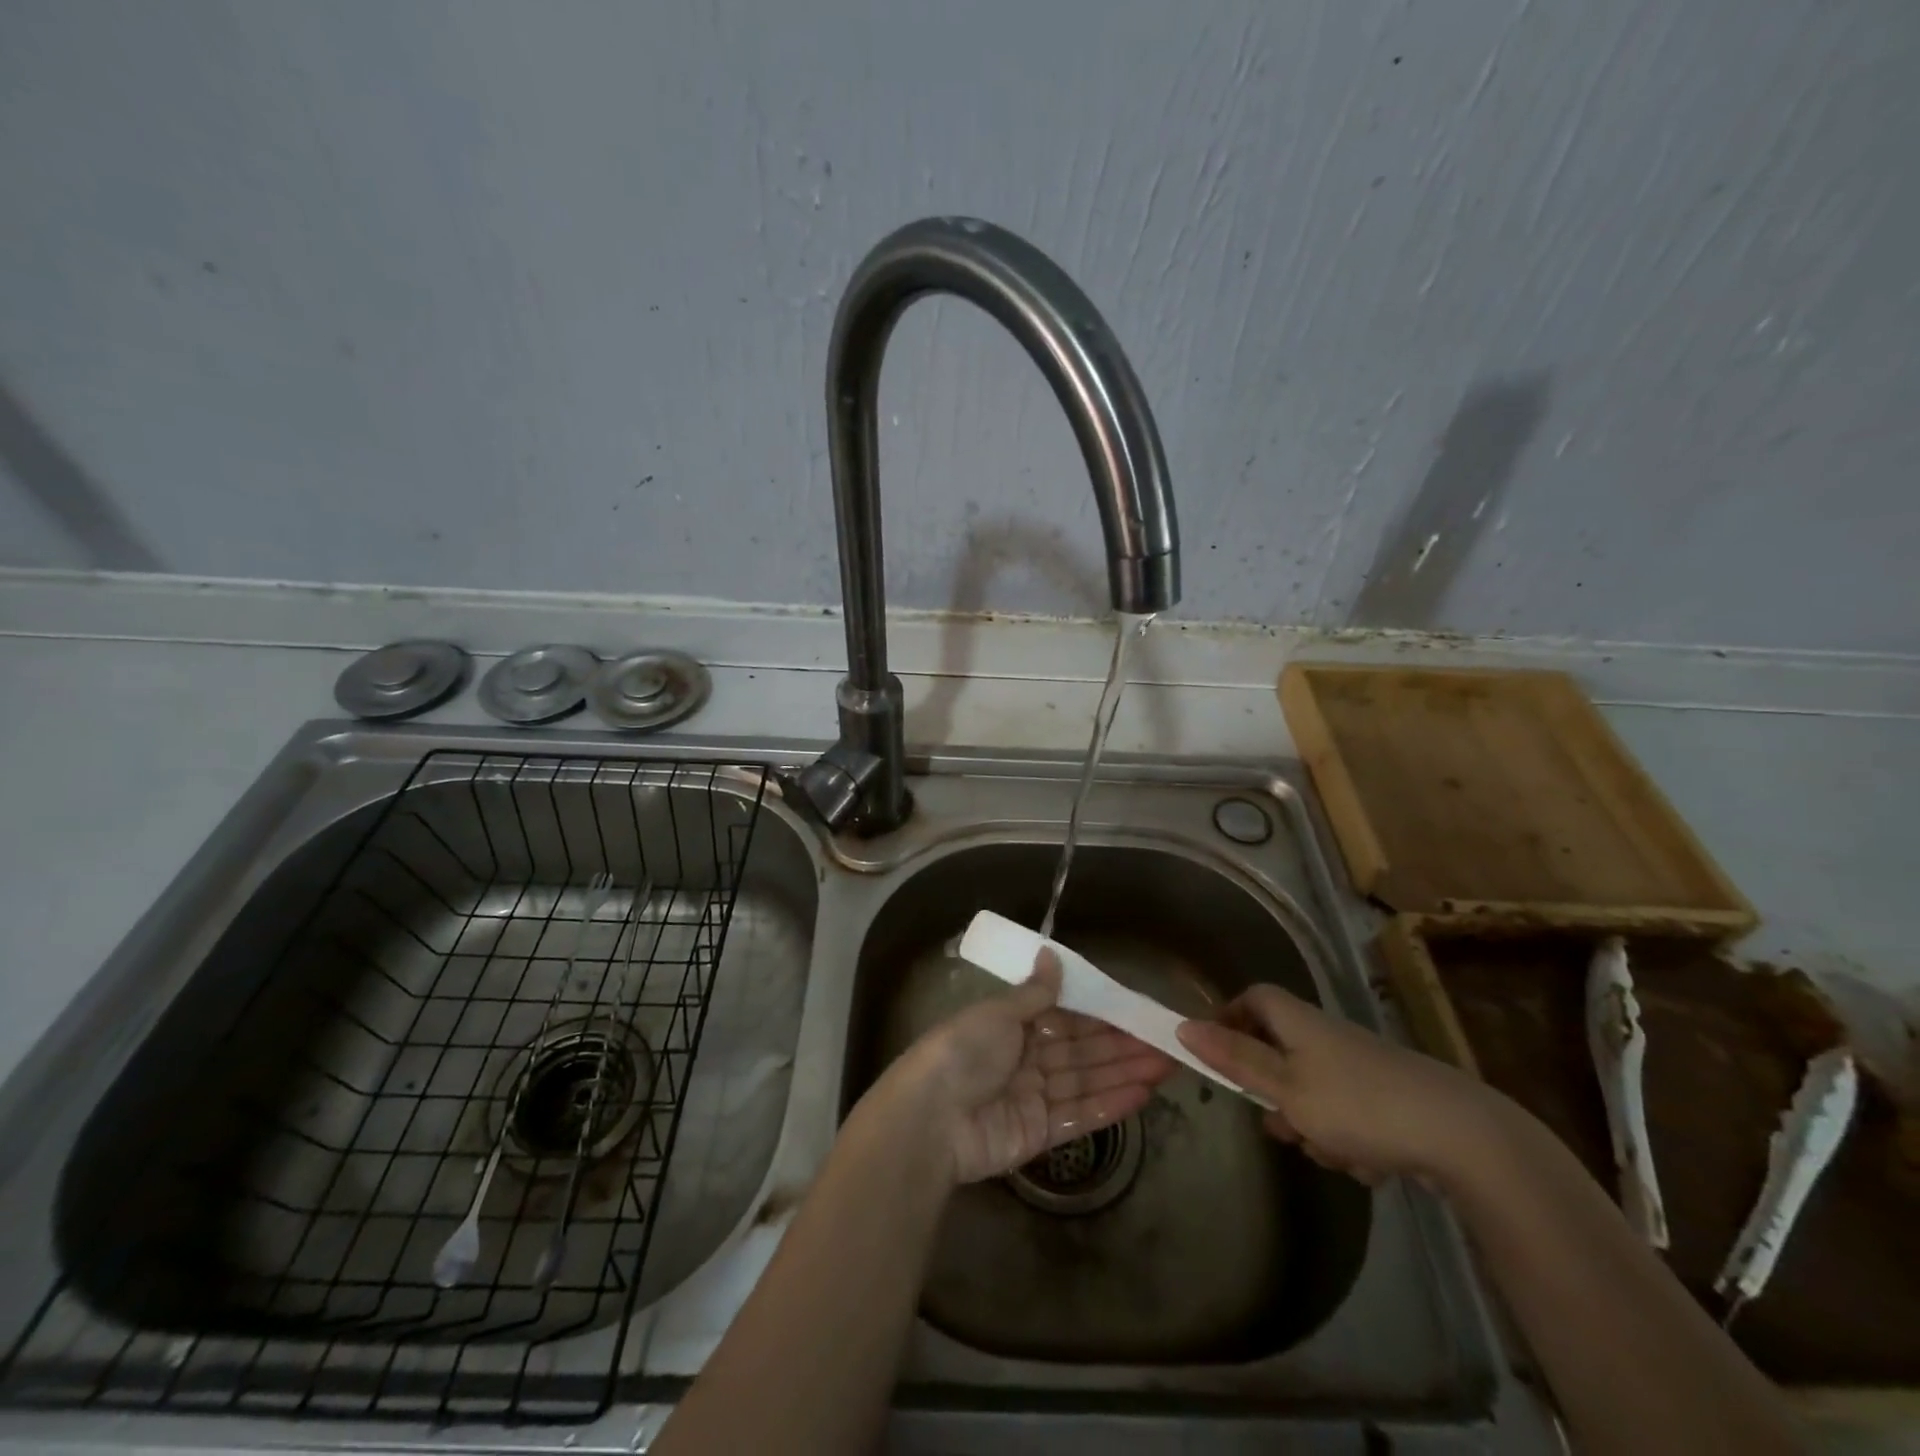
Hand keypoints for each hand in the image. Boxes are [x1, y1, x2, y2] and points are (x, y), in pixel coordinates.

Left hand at [878, 948, 1176, 1184]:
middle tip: (1166, 1041)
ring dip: (1125, 1072)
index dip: (1101, 1014)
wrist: (930, 1119)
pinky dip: (1110, 1104)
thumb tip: (1051, 954)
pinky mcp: (1039, 1134)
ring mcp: (1033, 1098)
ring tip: (1167, 1064)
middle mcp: (1025, 1058)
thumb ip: (1033, 992)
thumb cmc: (963, 1051)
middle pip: (1081, 1050)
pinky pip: (1080, 1115)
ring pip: (1087, 1081)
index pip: (1066, 1016)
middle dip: (1122, 1045)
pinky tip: (1142, 1094)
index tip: (1136, 1010)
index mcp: (1012, 1025)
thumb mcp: (997, 1013)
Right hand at [1178, 984, 1499, 1186]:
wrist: (1464, 1138)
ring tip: (1336, 1153)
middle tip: (1281, 1123)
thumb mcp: (1285, 1086)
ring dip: (1314, 1127)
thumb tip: (1183, 1025)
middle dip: (1275, 1095)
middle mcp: (1327, 1036)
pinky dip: (1351, 1140)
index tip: (1220, 1058)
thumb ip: (1234, 1058)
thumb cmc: (1359, 1104)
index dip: (1230, 1020)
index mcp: (1298, 1021)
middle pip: (1280, 1053)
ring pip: (1313, 1093)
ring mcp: (1361, 1067)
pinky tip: (1371, 1163)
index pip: (1252, 998)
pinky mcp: (1389, 1100)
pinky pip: (1349, 1116)